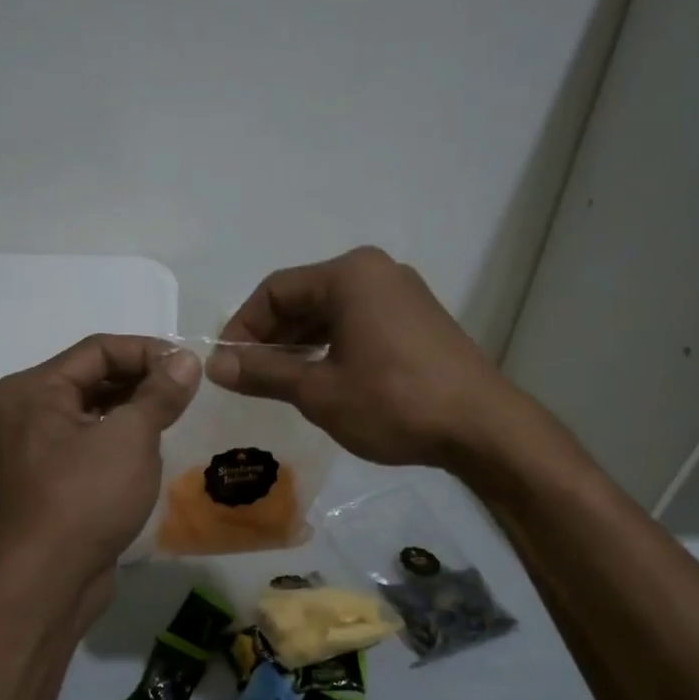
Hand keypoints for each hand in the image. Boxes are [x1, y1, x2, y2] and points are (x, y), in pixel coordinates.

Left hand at [0, 335, 200, 586]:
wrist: (48, 583)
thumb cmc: (86, 498)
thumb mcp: (131, 437)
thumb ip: (159, 393)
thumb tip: (186, 359)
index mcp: (33, 389)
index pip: (98, 350)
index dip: (148, 351)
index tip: (190, 366)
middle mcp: (26, 411)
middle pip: (93, 377)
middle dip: (143, 380)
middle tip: (188, 392)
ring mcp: (35, 448)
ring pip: (94, 411)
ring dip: (135, 410)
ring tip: (176, 417)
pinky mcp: (50, 479)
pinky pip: (90, 442)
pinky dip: (121, 438)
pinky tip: (152, 450)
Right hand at [210, 246, 518, 469]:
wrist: (482, 427)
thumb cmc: (393, 403)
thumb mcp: (319, 391)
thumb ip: (264, 372)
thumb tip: (216, 366)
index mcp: (350, 274)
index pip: (275, 290)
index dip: (242, 327)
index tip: (226, 365)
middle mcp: (377, 272)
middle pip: (305, 296)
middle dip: (272, 336)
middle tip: (250, 377)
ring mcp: (403, 294)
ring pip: (333, 311)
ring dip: (301, 343)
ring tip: (280, 382)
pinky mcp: (419, 320)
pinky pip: (360, 322)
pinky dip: (333, 345)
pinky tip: (323, 378)